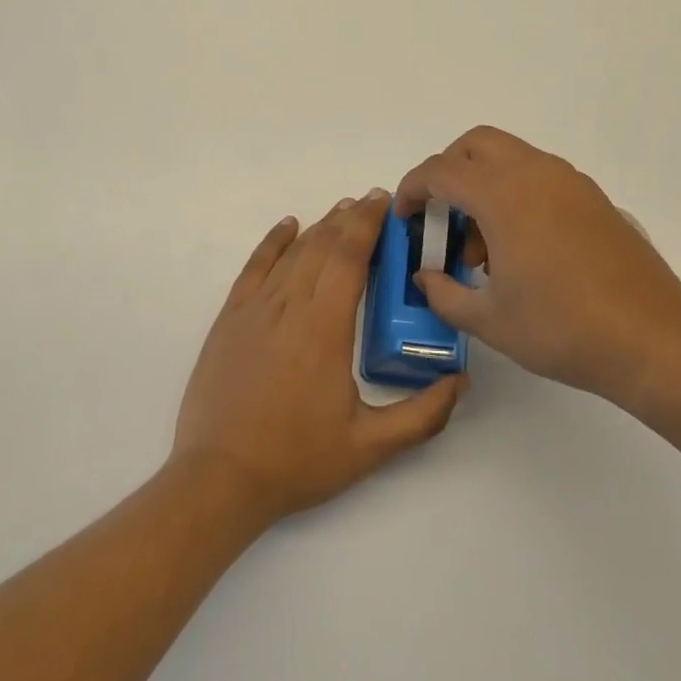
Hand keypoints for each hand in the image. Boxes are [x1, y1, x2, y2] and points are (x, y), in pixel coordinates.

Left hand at [172, 190, 465, 521]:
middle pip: (323, 245)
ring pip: (292, 252)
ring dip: (319, 226)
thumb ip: (422, 416)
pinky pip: (254, 266)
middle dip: (350, 218)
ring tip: (342, 211)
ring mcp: (254, 309)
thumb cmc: (297, 460)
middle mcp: (289, 305)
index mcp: (325, 327)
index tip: (385, 202)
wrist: (219, 478)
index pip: (350, 256)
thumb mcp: (370, 447)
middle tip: (373, 203)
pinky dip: (273, 241)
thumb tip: (461, 382)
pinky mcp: (230, 318)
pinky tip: (288, 226)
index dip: (368, 223)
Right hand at [395, 126, 680, 413]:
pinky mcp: (593, 198)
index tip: (405, 217)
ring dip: (484, 183)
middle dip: (448, 170)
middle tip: (441, 215)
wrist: (653, 339)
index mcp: (503, 195)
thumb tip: (426, 277)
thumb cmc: (563, 329)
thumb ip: (444, 293)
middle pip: (476, 144)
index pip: (440, 171)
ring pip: (510, 157)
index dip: (412, 189)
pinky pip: (540, 175)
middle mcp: (535, 173)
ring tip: (483, 246)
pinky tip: (522, 248)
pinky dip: (516, 192)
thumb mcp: (489, 320)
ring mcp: (569, 182)